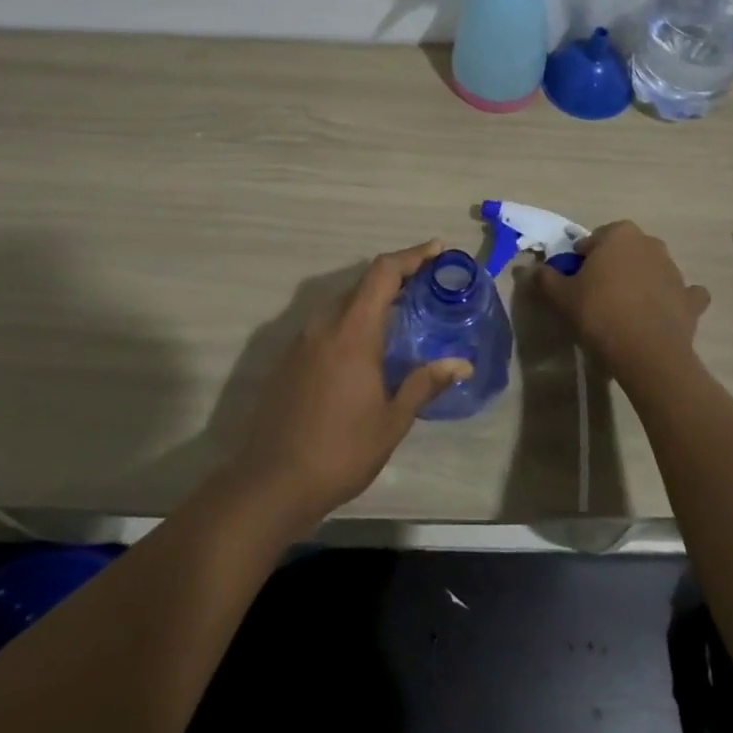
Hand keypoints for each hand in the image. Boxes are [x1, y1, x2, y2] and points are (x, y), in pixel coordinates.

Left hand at [230, 241, 471, 527]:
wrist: (270, 484)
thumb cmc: (339, 451)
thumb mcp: (391, 421)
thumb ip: (424, 384)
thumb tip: (461, 364)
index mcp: (352, 331)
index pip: (383, 273)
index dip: (411, 255)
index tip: (436, 249)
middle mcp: (324, 324)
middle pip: (362, 284)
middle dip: (395, 277)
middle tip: (426, 285)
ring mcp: (301, 340)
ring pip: (342, 303)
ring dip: (372, 300)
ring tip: (401, 313)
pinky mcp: (289, 359)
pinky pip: (326, 324)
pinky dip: (351, 321)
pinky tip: (365, 347)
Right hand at [535, 221, 709, 384]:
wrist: (648, 354)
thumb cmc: (600, 314)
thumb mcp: (561, 296)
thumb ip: (545, 278)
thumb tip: (530, 270)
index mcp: (619, 234)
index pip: (593, 241)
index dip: (581, 262)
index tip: (575, 284)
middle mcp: (650, 243)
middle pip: (624, 252)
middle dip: (612, 267)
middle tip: (596, 296)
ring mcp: (675, 271)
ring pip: (652, 270)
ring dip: (641, 282)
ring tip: (624, 311)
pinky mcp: (692, 299)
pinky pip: (682, 295)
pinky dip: (673, 301)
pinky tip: (660, 316)